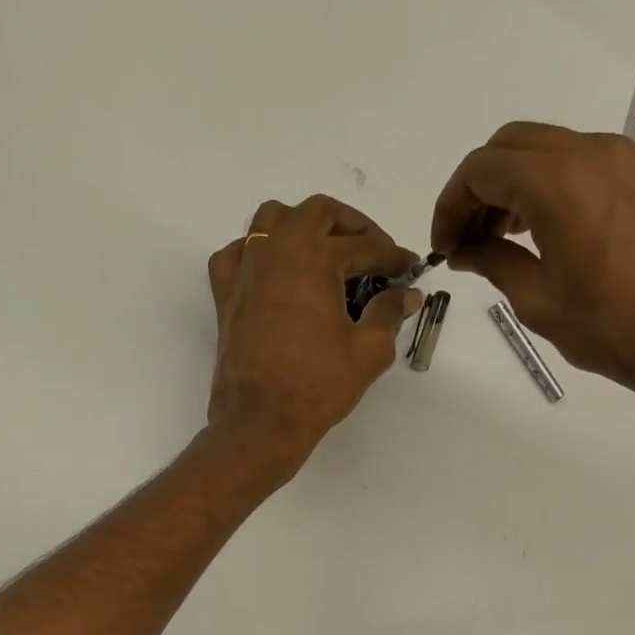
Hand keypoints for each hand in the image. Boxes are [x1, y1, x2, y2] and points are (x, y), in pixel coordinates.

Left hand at [205, 195, 423, 476]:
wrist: (260, 421)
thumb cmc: (317, 386)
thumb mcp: (368, 351)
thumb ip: (389, 313)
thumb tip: (406, 295)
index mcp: (314, 258)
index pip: (364, 246)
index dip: (392, 256)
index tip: (409, 268)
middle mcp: (276, 251)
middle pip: (317, 213)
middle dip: (351, 226)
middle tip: (372, 252)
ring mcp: (245, 271)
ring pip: (271, 219)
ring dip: (302, 225)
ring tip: (323, 253)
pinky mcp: (225, 295)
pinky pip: (236, 254)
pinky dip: (256, 252)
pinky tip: (273, 272)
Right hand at [431, 122, 634, 423]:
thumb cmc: (609, 326)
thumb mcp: (537, 300)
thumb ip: (494, 262)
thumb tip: (465, 250)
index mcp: (558, 183)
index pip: (482, 169)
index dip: (451, 205)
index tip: (444, 247)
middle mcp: (590, 154)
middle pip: (510, 146)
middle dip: (476, 188)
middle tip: (464, 240)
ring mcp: (621, 161)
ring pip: (544, 150)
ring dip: (510, 185)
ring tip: (495, 240)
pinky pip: (576, 164)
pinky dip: (544, 187)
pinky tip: (536, 233)